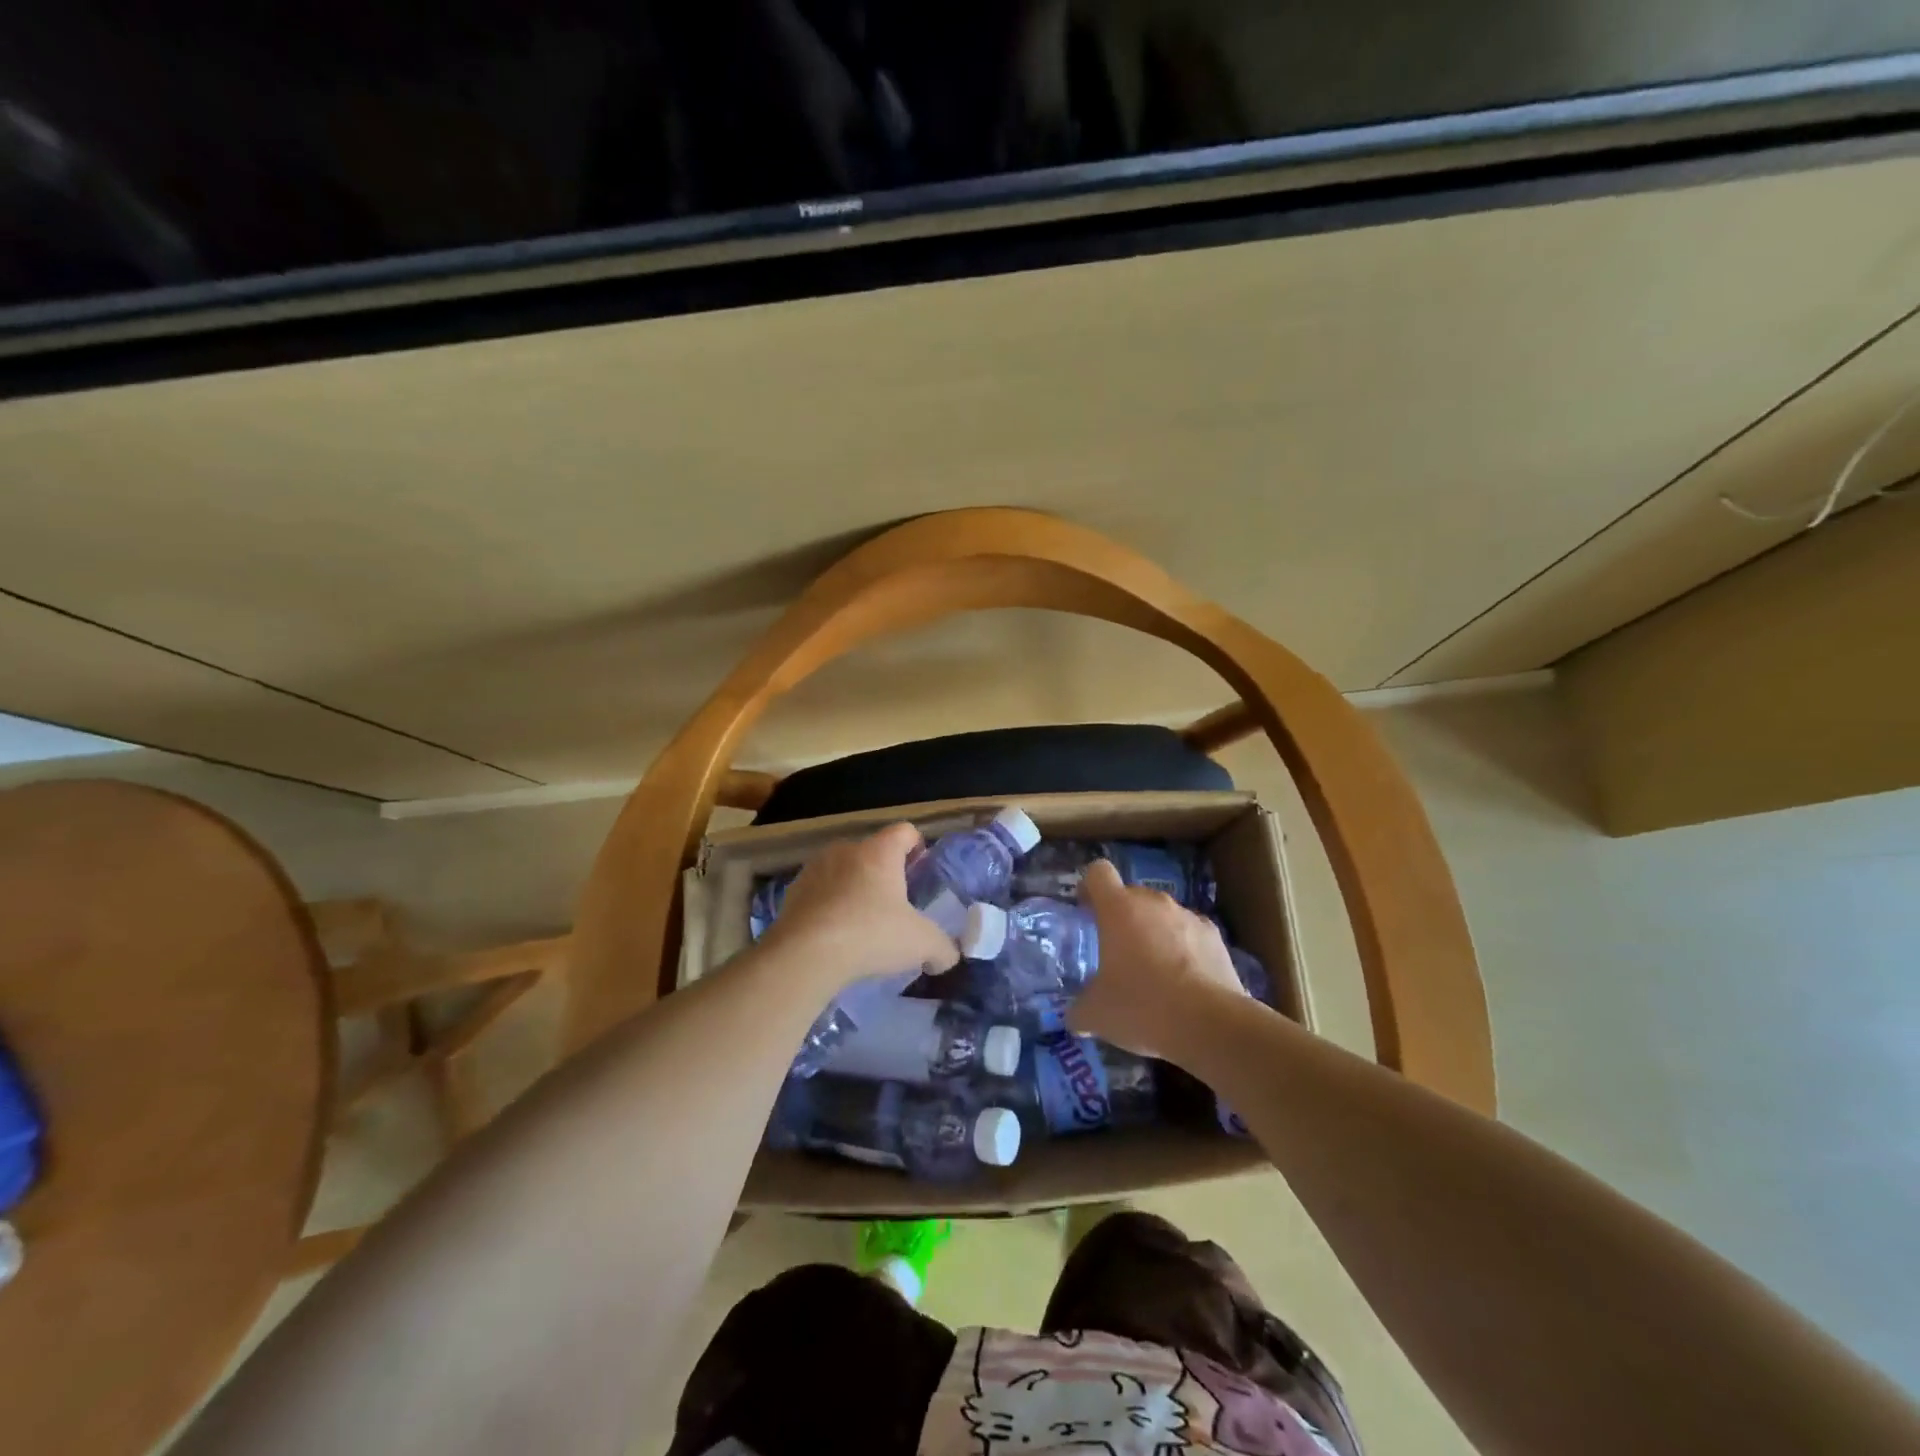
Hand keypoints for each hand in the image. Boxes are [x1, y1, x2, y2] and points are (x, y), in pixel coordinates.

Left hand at [760, 822, 962, 990]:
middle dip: (884, 873)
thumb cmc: (870, 934)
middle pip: (872, 851)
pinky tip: (834, 935)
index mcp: (880, 851)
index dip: (917, 847)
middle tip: (894, 905)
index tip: (920, 871)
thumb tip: (948, 956)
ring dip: (853, 889)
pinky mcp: (792, 892)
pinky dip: (828, 906)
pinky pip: (818, 892)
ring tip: (861, 923)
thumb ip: (942, 948)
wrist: (804, 954)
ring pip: (843, 870)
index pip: (905, 831)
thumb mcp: (920, 944)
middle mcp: (846, 849)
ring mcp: (814, 868)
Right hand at [1067, 859, 1245, 1056]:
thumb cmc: (1142, 1007)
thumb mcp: (1097, 1015)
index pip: (1098, 873)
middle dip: (1122, 917)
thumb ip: (1080, 1009)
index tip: (1086, 910)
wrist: (1210, 1024)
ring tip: (1154, 973)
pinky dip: (1184, 950)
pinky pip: (1191, 934)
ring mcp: (1189, 916)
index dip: (1089, 887)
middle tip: (1117, 952)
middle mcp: (1154, 903)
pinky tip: (1184, 983)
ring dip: (1154, 934)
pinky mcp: (1215, 937)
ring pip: (1163, 915)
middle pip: (1132, 895)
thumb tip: (1076, 1017)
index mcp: (1118, 909)